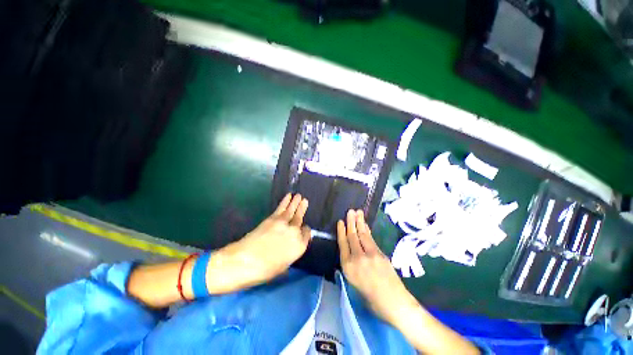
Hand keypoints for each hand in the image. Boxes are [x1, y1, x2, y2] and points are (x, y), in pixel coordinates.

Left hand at [214, 194, 310, 290]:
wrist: (245, 261)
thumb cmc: (264, 270)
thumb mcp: (282, 266)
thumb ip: (290, 254)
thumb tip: (290, 247)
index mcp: (299, 246)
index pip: (306, 234)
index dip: (305, 231)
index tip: (303, 228)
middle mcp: (294, 232)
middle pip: (300, 219)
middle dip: (302, 209)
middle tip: (305, 201)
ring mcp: (284, 224)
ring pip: (292, 211)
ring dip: (295, 202)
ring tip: (299, 196)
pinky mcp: (273, 218)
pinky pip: (282, 208)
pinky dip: (285, 201)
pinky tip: (288, 197)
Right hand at [337, 210, 419, 325]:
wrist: (394, 303)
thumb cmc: (371, 299)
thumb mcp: (354, 284)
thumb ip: (351, 266)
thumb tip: (351, 253)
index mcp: (348, 267)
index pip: (343, 244)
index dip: (341, 231)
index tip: (340, 221)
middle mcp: (357, 258)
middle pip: (352, 236)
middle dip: (350, 222)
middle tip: (350, 211)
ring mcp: (369, 254)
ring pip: (362, 235)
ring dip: (359, 222)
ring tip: (357, 212)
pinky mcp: (380, 253)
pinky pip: (371, 239)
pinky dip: (367, 230)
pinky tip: (365, 225)